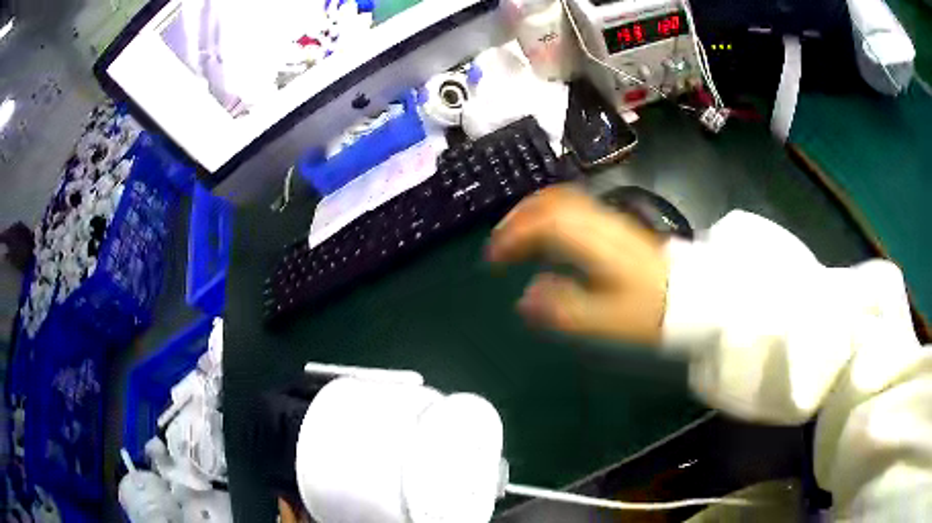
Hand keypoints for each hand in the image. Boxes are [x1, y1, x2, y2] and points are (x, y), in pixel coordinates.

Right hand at [487, 185, 669, 344]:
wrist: (692, 295)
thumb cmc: (650, 310)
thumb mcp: (607, 320)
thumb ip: (564, 309)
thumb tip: (525, 297)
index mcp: (596, 242)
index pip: (547, 222)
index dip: (514, 234)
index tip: (493, 258)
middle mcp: (600, 221)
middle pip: (552, 201)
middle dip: (518, 217)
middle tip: (498, 243)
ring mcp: (609, 219)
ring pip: (563, 199)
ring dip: (532, 212)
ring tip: (515, 237)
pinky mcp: (616, 225)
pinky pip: (574, 208)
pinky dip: (550, 216)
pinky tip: (547, 237)